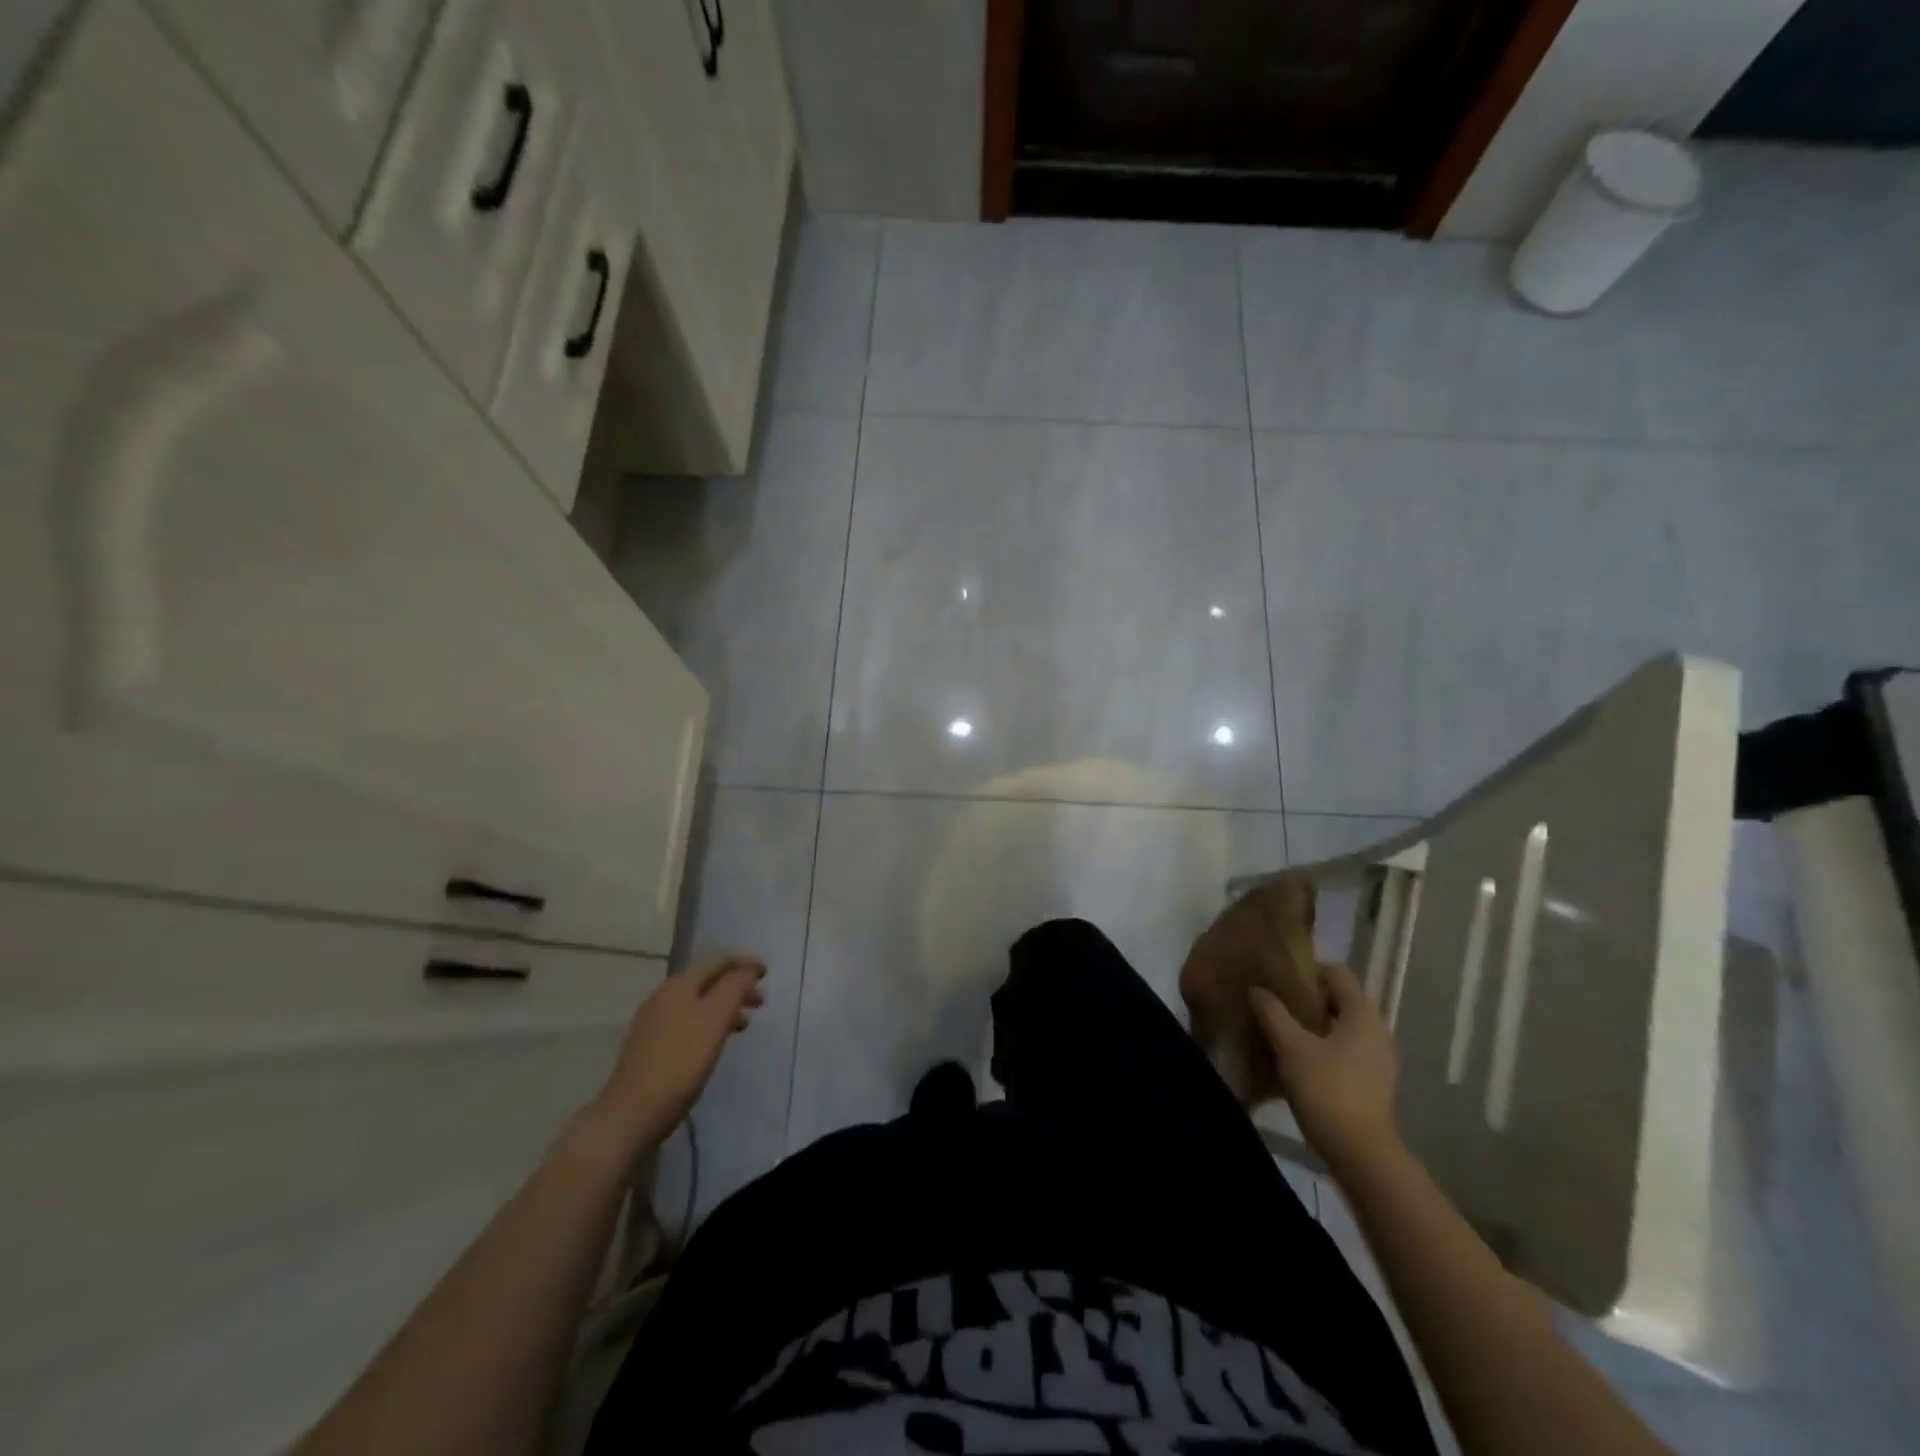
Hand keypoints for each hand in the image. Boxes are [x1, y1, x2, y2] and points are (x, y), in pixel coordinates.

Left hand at [589, 954, 766, 1151]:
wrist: (630, 1114)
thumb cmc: (680, 1062)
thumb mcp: (715, 1019)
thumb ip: (734, 987)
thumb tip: (749, 967)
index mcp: (679, 985)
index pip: (718, 961)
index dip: (745, 963)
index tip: (767, 973)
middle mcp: (663, 996)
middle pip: (707, 981)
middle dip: (736, 987)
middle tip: (760, 1003)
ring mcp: (653, 1022)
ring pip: (698, 1003)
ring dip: (724, 1007)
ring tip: (743, 1025)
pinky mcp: (649, 1047)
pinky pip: (687, 1023)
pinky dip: (708, 1024)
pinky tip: (713, 1044)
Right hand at [1250, 962, 1398, 1168]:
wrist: (1361, 1154)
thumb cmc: (1327, 1089)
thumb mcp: (1290, 1046)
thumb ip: (1273, 1013)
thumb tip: (1258, 990)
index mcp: (1362, 1014)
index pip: (1337, 973)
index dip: (1307, 970)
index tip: (1279, 979)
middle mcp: (1377, 1030)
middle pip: (1340, 999)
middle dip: (1308, 998)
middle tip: (1275, 1003)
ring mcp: (1379, 1059)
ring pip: (1342, 1026)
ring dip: (1314, 1024)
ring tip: (1281, 1031)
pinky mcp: (1374, 1082)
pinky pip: (1347, 1049)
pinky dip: (1324, 1046)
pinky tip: (1298, 1060)